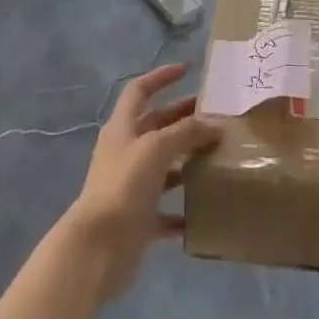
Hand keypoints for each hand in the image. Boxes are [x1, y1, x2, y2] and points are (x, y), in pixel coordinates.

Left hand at [59, 64, 220, 300]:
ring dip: (188, 160)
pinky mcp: (139, 219)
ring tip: (219, 155)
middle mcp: (125, 153)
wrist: (98, 248)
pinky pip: (167, 210)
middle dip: (184, 118)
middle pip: (156, 126)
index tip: (187, 70)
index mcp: (122, 129)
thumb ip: (186, 132)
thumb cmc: (124, 186)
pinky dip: (185, 209)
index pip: (139, 91)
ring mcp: (131, 187)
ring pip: (164, 166)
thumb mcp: (156, 148)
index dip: (160, 77)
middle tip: (216, 116)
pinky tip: (208, 208)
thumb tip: (215, 125)